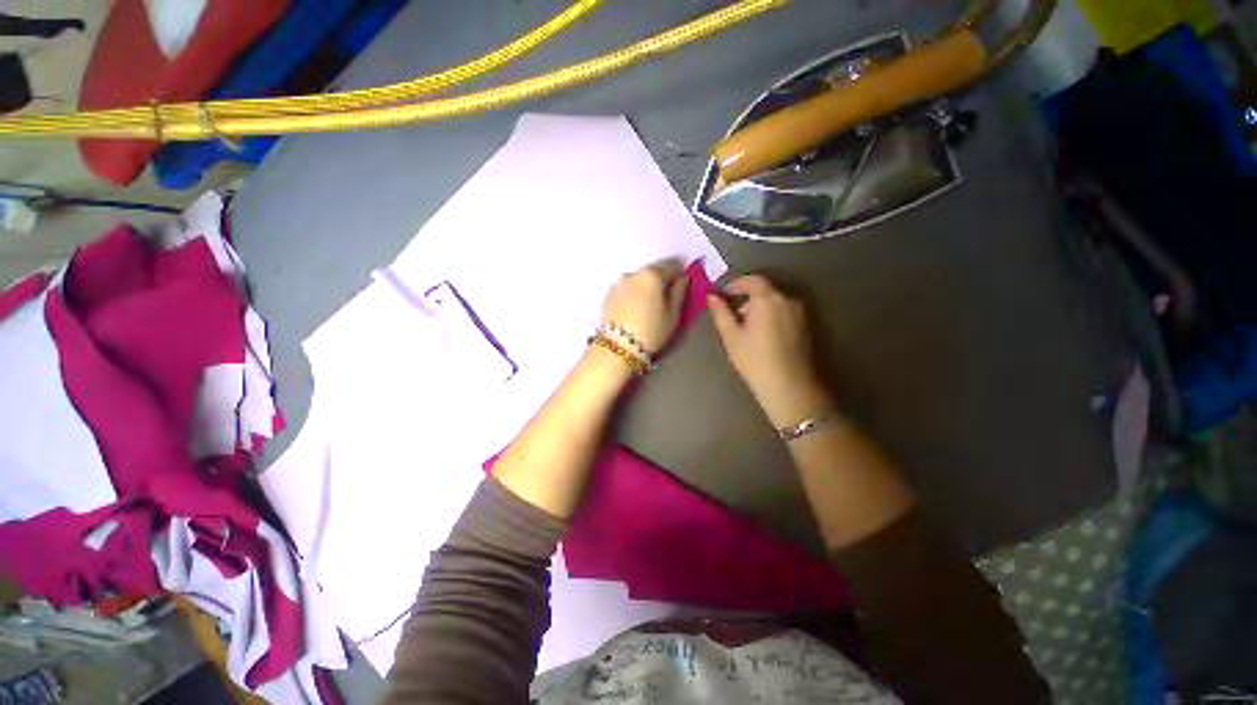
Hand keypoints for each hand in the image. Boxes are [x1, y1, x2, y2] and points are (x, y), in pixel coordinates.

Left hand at [601, 260, 689, 352]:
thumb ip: (679, 292)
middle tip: (667, 293)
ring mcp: (618, 283)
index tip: (683, 281)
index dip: (680, 272)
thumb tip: (683, 277)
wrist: (618, 347)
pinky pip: (626, 288)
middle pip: (652, 270)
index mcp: (652, 275)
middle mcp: (634, 273)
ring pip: (638, 278)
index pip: (672, 265)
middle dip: (661, 278)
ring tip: (650, 301)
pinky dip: (633, 292)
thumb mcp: (673, 314)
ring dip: (645, 285)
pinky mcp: (608, 295)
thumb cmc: (651, 331)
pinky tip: (635, 306)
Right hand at [708, 275, 833, 426]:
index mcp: (768, 299)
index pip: (753, 280)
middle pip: (765, 291)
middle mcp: (788, 300)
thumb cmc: (754, 359)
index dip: (737, 284)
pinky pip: (785, 312)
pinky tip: (764, 336)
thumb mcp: (731, 336)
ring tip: (748, 330)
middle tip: (734, 317)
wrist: (789, 385)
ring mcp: (800, 312)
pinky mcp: (807, 325)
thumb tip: (712, 296)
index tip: (724, 295)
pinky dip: (772, 316)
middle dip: (747, 299)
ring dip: (760, 308)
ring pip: (775, 302)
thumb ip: (721, 312)